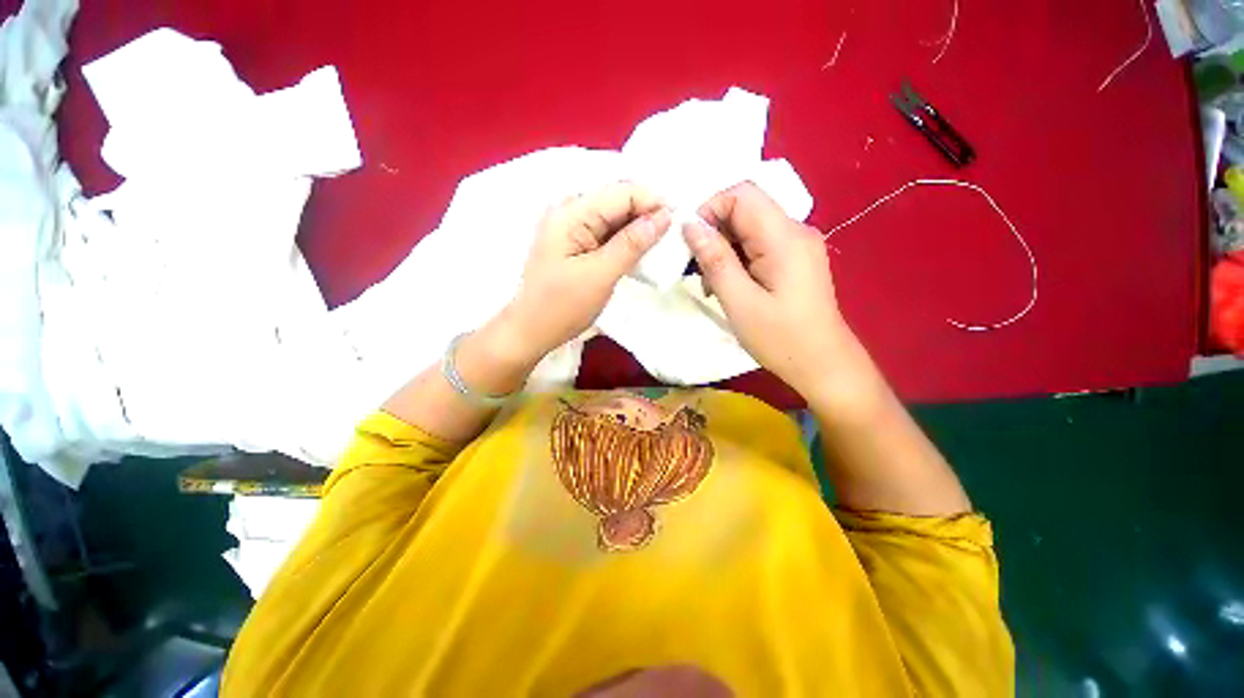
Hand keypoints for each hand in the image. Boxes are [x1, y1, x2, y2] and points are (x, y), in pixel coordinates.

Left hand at [503, 182, 670, 362]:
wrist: (531, 330)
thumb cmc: (562, 306)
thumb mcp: (600, 275)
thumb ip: (632, 243)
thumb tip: (663, 216)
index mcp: (571, 213)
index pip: (621, 192)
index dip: (652, 202)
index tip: (678, 222)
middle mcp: (570, 211)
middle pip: (617, 200)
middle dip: (646, 213)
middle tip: (672, 234)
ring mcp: (571, 227)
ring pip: (614, 216)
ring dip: (638, 227)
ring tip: (661, 243)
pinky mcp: (575, 243)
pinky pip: (606, 232)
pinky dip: (625, 239)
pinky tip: (640, 250)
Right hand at [682, 182, 862, 401]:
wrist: (822, 364)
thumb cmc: (781, 338)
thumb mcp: (739, 302)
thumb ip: (715, 259)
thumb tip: (690, 225)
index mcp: (784, 237)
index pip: (742, 194)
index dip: (710, 209)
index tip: (691, 243)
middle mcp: (795, 231)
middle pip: (745, 210)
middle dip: (714, 233)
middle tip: (697, 270)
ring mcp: (797, 245)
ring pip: (749, 228)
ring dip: (723, 249)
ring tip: (711, 284)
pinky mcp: (794, 259)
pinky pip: (758, 245)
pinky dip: (737, 259)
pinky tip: (729, 285)